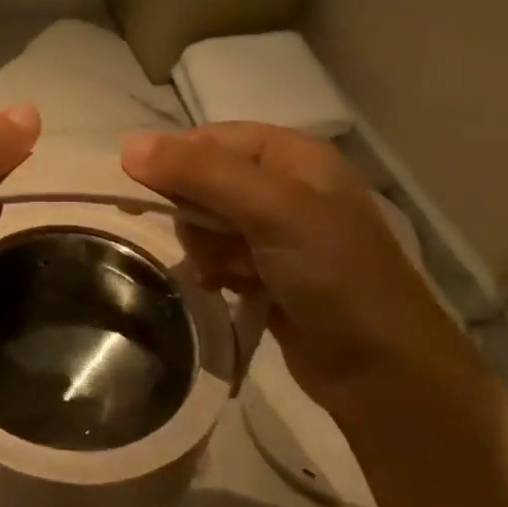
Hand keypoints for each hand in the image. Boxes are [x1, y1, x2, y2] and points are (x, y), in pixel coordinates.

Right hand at [121, 123, 485, 411]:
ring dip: (206, 249)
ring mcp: (276, 232)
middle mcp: (283, 186)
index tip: (147, 197)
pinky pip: (217, 256)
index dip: (176, 163)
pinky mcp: (267, 271)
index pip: (210, 140)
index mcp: (292, 155)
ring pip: (205, 223)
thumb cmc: (332, 273)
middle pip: (202, 182)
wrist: (379, 367)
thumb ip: (201, 173)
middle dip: (197, 216)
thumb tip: (128, 146)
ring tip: (229, 273)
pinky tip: (224, 287)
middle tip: (214, 244)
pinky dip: (214, 271)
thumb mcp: (270, 209)